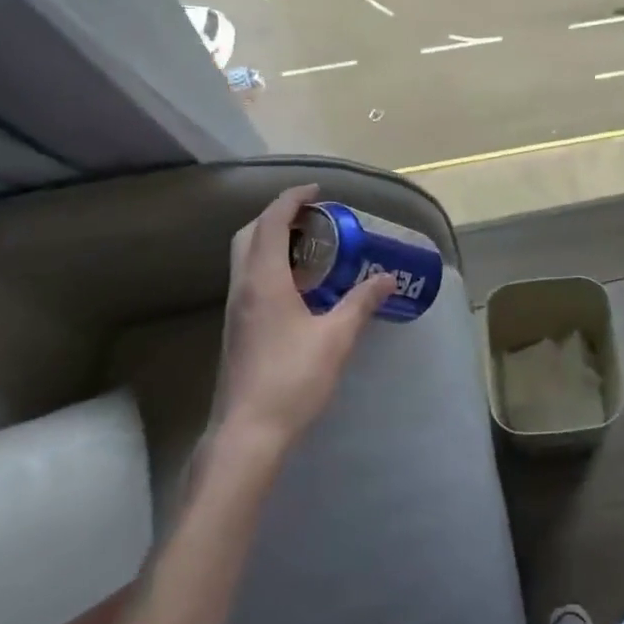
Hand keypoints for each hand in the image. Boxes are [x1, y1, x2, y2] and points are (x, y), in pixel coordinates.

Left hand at [212, 185, 391, 458]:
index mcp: (264, 280)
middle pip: (249, 234)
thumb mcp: (337, 338)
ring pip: (246, 257)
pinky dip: (270, 265)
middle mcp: (243, 287)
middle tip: (313, 216)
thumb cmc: (292, 379)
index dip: (292, 200)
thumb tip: (387, 278)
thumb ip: (361, 302)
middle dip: (278, 216)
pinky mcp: (238, 329)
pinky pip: (250, 279)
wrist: (248, 433)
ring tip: (311, 246)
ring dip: (272, 240)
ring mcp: (236, 310)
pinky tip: (299, 286)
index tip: (317, 191)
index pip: (272, 223)